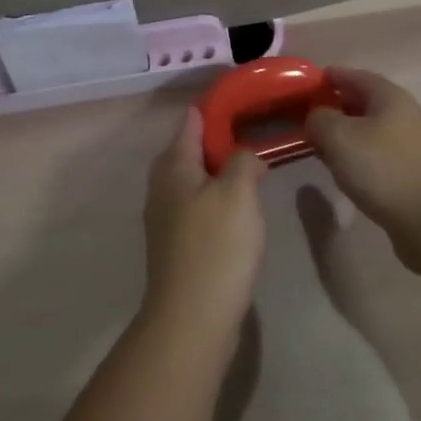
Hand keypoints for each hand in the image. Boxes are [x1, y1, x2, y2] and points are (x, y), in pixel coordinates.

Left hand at [141, 108, 265, 341]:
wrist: (191, 320)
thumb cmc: (216, 246)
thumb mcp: (238, 192)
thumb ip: (243, 161)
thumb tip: (245, 155)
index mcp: (173, 165)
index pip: (192, 120)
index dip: (217, 106)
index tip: (247, 100)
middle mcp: (163, 185)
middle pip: (190, 148)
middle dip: (221, 139)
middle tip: (257, 134)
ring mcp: (166, 216)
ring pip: (195, 178)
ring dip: (221, 170)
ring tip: (254, 168)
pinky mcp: (177, 243)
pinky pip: (198, 205)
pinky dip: (218, 197)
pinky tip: (241, 209)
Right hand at [305, 68, 420, 254]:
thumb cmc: (384, 169)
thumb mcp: (339, 136)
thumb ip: (320, 119)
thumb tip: (318, 118)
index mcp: (388, 96)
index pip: (353, 75)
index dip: (328, 77)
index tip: (304, 85)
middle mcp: (404, 114)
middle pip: (362, 103)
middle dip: (334, 108)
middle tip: (306, 120)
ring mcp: (411, 146)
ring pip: (369, 132)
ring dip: (345, 137)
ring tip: (320, 149)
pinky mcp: (413, 174)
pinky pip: (378, 156)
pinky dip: (358, 158)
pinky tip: (345, 174)